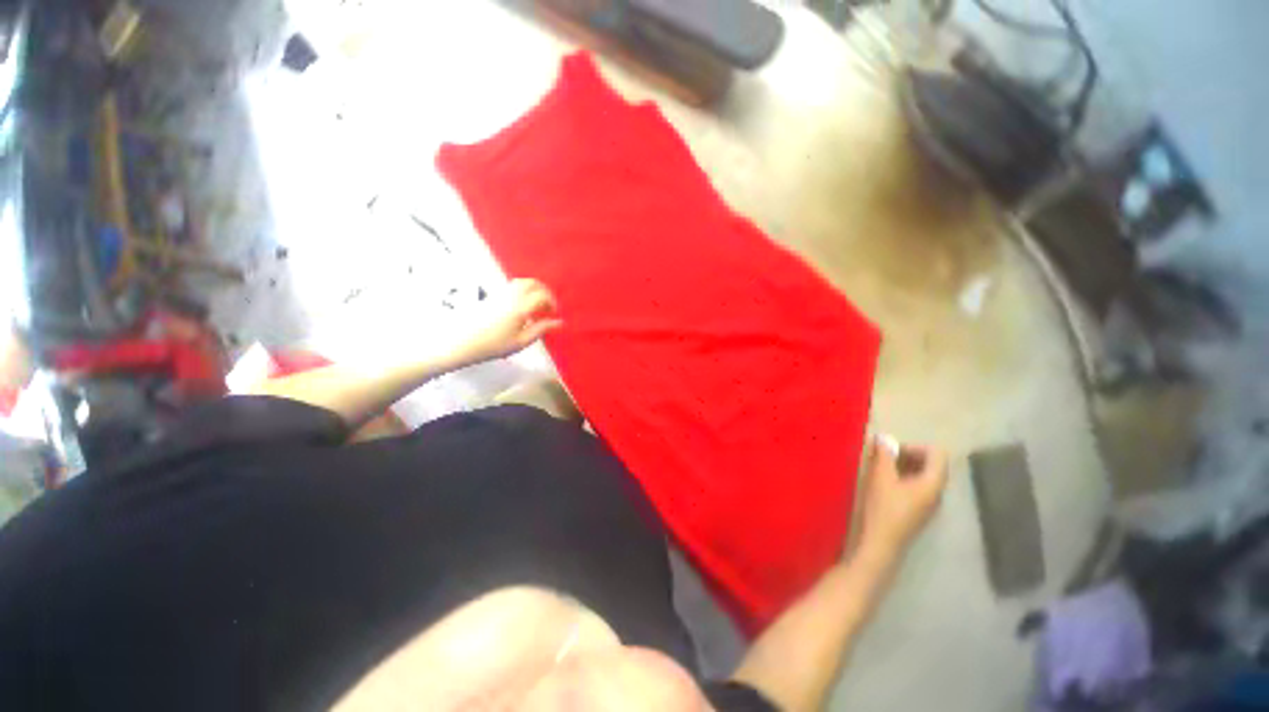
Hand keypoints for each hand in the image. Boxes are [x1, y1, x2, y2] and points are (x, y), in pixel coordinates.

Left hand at [463, 279, 562, 361]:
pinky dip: (523, 291)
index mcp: (520, 307)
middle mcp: (511, 296)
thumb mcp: (521, 341)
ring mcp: (500, 293)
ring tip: (537, 305)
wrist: (462, 342)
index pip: (542, 295)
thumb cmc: (494, 345)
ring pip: (522, 282)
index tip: (554, 314)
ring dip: (534, 289)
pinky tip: (522, 306)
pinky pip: (513, 286)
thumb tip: (559, 322)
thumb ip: (541, 329)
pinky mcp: (492, 295)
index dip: (552, 302)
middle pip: (533, 283)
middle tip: (548, 306)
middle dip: (545, 292)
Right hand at [858, 436, 948, 560]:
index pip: (937, 453)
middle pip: (931, 464)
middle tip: (883, 457)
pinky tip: (883, 484)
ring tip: (880, 469)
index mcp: (933, 483)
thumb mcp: (880, 477)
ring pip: (922, 476)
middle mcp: (937, 492)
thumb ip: (884, 455)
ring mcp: (929, 504)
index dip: (914, 446)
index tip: (891, 452)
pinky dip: (902, 479)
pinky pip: (916, 487)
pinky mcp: (918, 511)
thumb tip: (884, 437)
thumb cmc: (883, 508)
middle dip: (907, 455)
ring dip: (902, 467)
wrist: (880, 544)